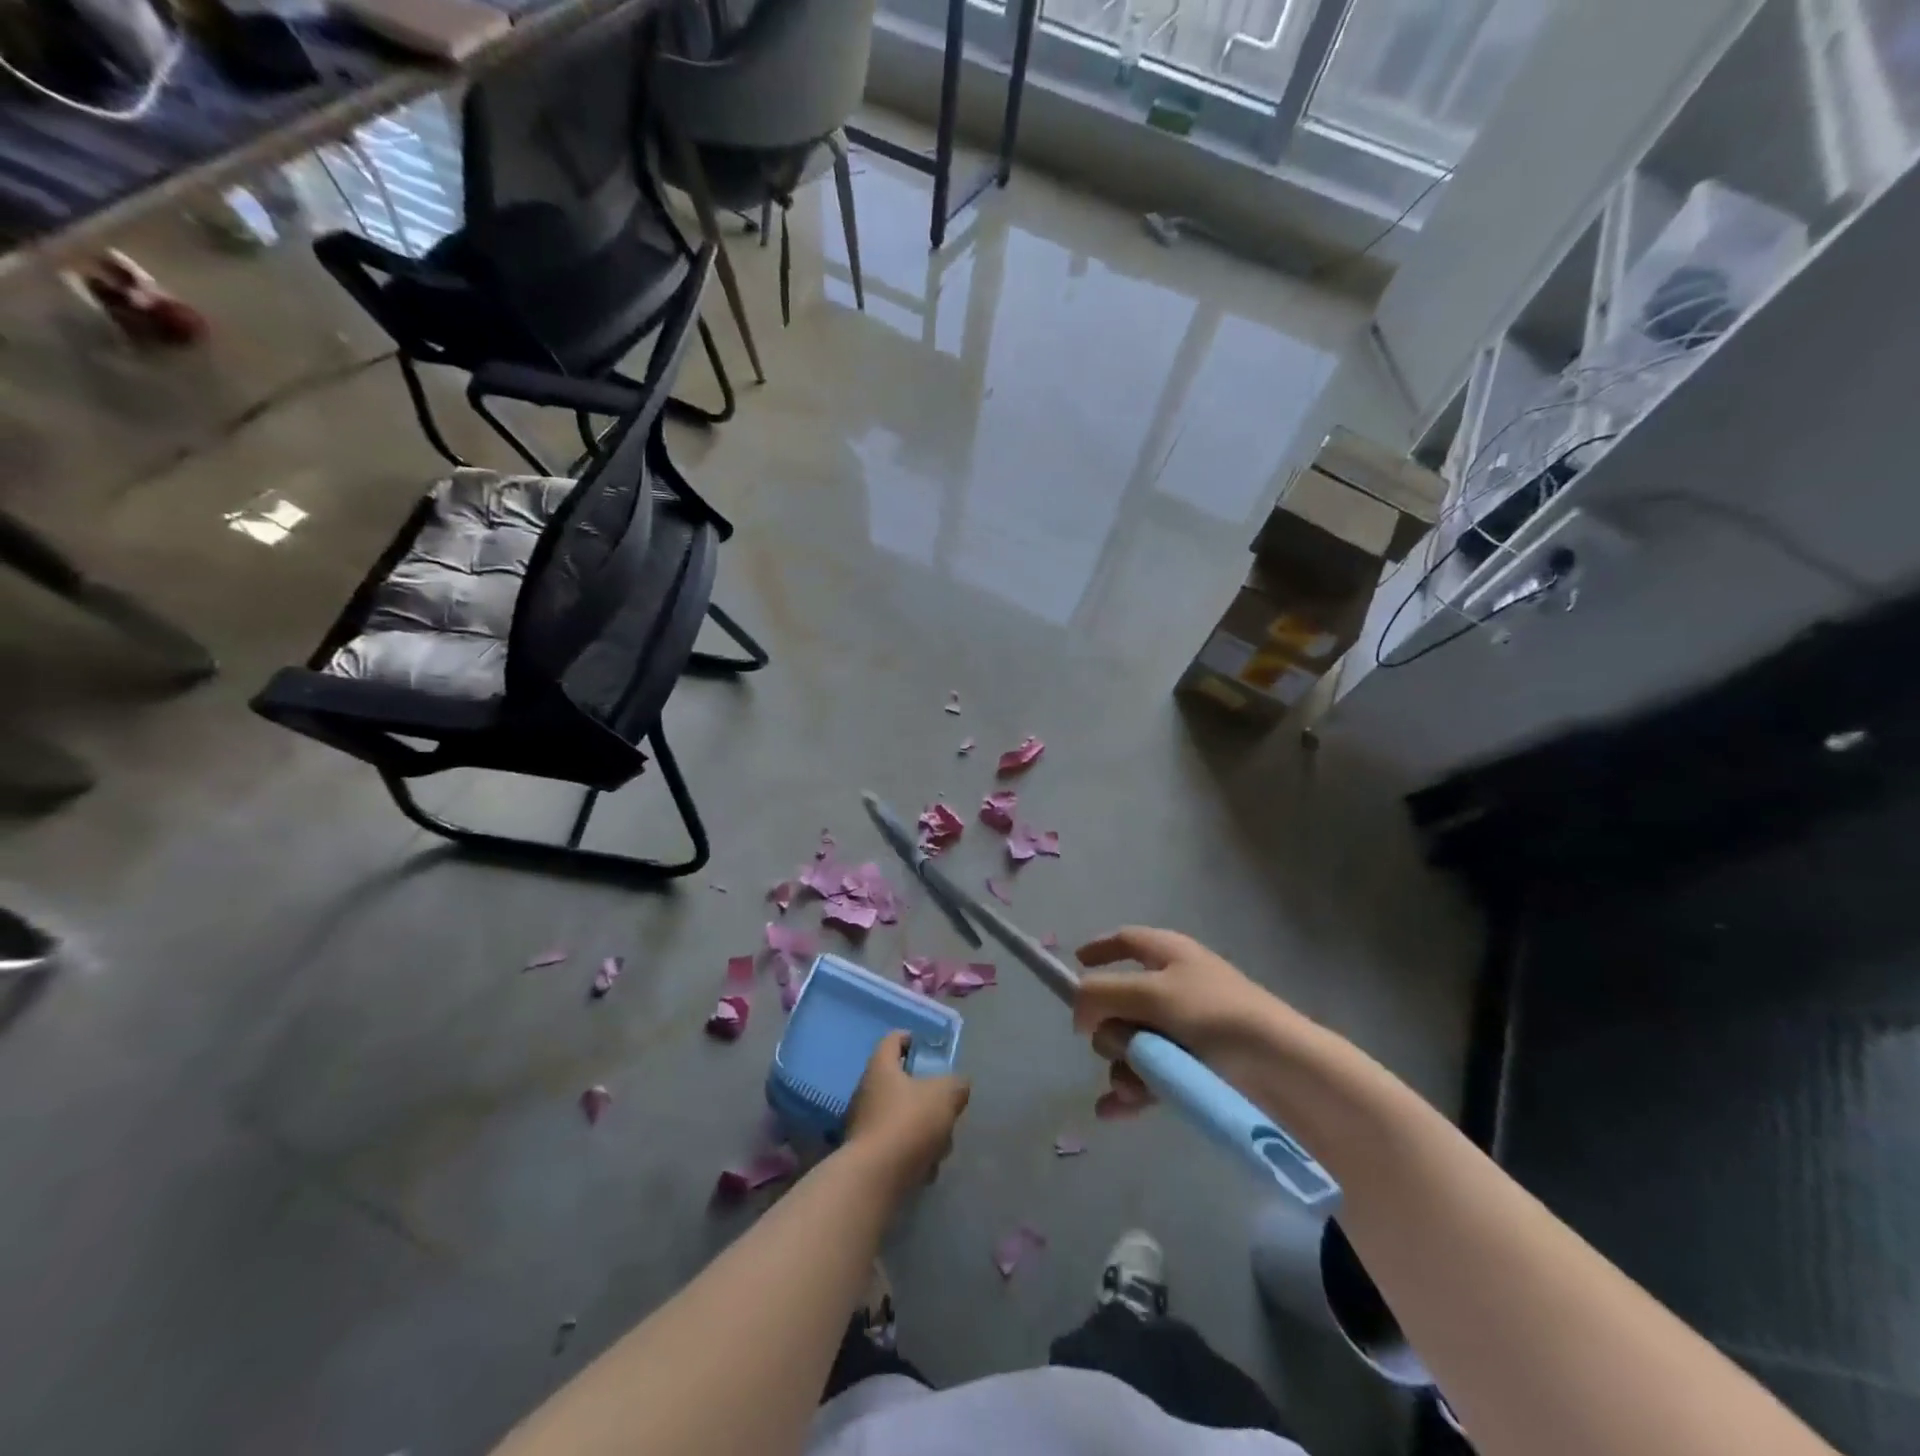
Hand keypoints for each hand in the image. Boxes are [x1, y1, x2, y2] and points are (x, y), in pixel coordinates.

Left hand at [845, 1031, 970, 1192]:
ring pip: (903, 1116)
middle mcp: (867, 1091)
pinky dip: (913, 1154)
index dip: (912, 1039)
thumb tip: (958, 1085)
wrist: (875, 1179)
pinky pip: (896, 1145)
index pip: (893, 1039)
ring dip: (924, 1129)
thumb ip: (956, 1084)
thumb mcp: (945, 1095)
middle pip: (901, 1082)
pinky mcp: (867, 1154)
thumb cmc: (909, 1123)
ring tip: (940, 1146)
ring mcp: (864, 1124)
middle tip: (945, 1106)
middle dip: (927, 1096)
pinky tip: (926, 1169)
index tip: (930, 1049)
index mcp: (881, 1067)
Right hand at [1073, 926, 1300, 1118]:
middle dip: (1108, 1027)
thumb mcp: (1150, 993)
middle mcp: (1176, 988)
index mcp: (1170, 955)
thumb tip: (1079, 1012)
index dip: (1100, 950)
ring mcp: (1186, 1032)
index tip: (1075, 965)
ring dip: (1122, 1065)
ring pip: (1132, 1044)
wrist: (1282, 1071)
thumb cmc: (1214, 1016)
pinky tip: (1112, 1111)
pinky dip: (1130, 1091)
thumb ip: (1102, 994)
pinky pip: (1149, 1077)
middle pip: (1121, 1001)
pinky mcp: (1195, 1071)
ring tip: (1131, 1088)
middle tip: (1118, 1044)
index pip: (1127, 942)